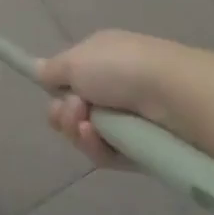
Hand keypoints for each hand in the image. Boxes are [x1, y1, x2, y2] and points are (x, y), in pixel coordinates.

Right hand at [36, 30, 192, 165]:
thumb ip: (51, 70)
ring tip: (86, 125)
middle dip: (63, 113)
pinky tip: (96, 137)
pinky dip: (95, 146)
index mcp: (102, 60)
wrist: (174, 95)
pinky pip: (106, 154)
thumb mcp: (73, 60)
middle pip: (73, 110)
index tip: (54, 93)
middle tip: (73, 111)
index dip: (57, 90)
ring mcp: (130, 120)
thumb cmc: (120, 67)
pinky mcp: (141, 150)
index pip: (70, 80)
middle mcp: (116, 88)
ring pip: (86, 134)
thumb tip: (39, 70)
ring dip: (76, 131)